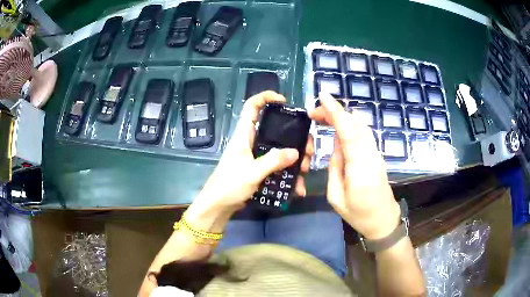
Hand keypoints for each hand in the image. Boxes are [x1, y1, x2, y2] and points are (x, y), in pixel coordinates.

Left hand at [186, 91, 312, 231]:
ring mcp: (257, 157)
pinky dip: (289, 176)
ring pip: (281, 150)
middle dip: (295, 137)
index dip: (266, 97)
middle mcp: (252, 142)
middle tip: (308, 149)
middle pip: (276, 130)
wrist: (218, 206)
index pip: (252, 106)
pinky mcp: (260, 170)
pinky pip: (279, 167)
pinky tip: (298, 188)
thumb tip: (296, 152)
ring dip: (295, 159)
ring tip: (305, 170)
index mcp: (244, 135)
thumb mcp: (252, 172)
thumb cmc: (229, 185)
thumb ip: (273, 161)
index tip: (284, 101)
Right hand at [309, 93, 400, 239]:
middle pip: (356, 124)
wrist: (384, 221)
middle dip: (336, 112)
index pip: (348, 132)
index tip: (323, 97)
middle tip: (315, 112)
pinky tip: (339, 127)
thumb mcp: (336, 197)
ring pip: (361, 126)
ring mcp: (376, 154)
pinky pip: (363, 134)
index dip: (336, 112)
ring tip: (323, 117)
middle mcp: (370, 155)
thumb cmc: (359, 214)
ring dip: (343, 117)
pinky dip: (350, 125)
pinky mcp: (377, 155)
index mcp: (359, 168)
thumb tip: (335, 145)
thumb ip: (334, 168)